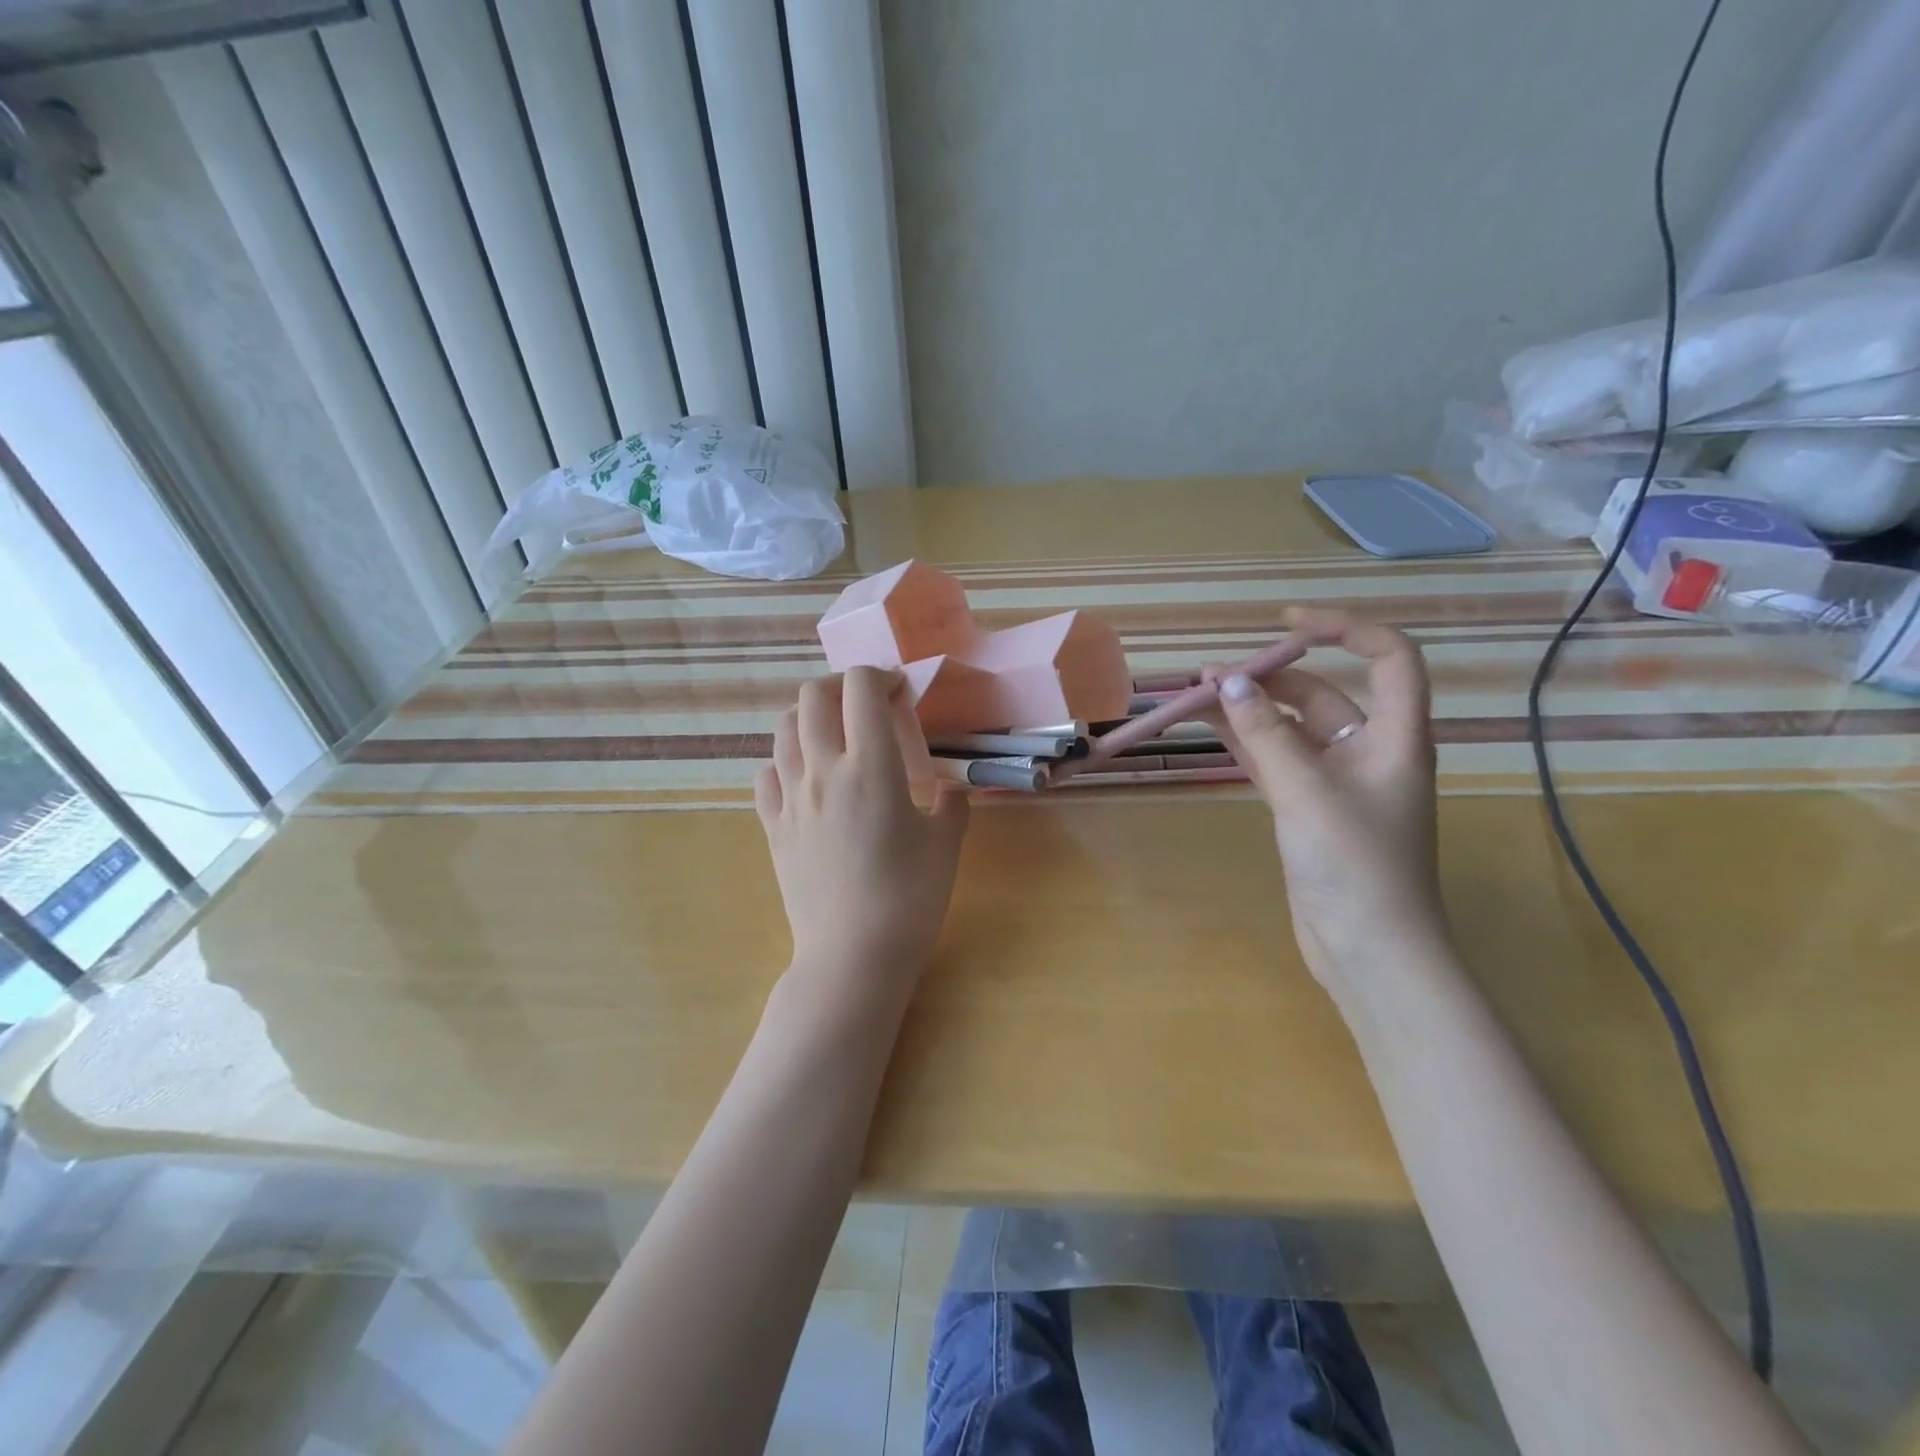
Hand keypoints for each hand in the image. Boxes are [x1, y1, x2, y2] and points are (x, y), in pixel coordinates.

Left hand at [755, 668, 969, 991]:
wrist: (853, 956)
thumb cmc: (909, 899)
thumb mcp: (946, 844)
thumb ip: (951, 803)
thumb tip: (949, 787)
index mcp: (870, 767)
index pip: (862, 689)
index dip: (882, 677)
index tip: (901, 694)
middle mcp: (822, 770)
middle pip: (813, 696)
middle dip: (841, 685)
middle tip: (867, 704)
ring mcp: (791, 798)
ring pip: (783, 728)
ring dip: (810, 715)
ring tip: (835, 733)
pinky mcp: (772, 826)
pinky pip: (766, 773)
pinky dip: (785, 759)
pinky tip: (806, 776)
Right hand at [1204, 609, 1446, 988]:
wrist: (1367, 951)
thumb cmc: (1355, 867)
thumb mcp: (1307, 793)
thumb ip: (1266, 736)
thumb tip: (1231, 683)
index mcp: (1395, 737)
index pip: (1388, 658)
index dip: (1346, 628)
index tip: (1289, 623)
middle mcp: (1368, 750)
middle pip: (1322, 693)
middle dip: (1270, 676)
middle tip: (1214, 676)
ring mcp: (1335, 781)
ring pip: (1289, 728)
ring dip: (1250, 709)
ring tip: (1199, 693)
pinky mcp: (1308, 808)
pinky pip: (1275, 760)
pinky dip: (1246, 742)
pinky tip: (1211, 727)